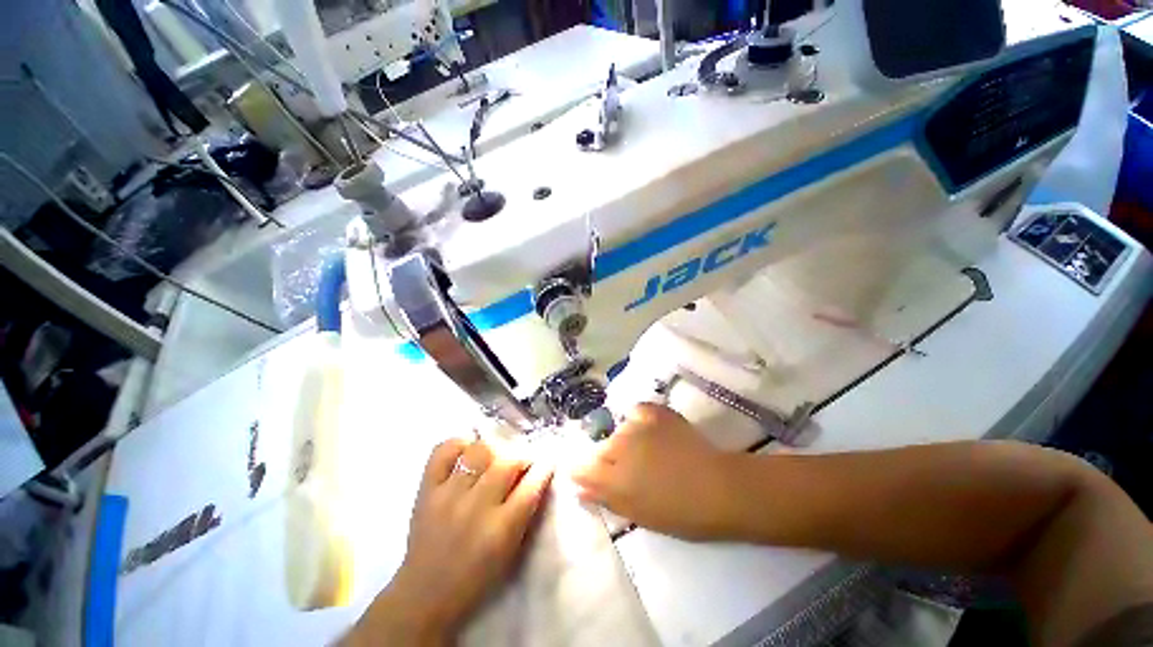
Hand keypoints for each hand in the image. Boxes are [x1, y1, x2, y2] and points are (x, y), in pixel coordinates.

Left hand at [349, 438, 552, 645]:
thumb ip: (525, 510)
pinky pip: (443, 451)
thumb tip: (538, 474)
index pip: (531, 486)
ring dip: (493, 450)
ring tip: (493, 458)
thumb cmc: (476, 576)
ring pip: (479, 451)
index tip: (548, 459)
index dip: (544, 467)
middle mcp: (476, 507)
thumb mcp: (510, 550)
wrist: (425, 593)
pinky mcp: (427, 490)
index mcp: (501, 529)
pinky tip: (466, 452)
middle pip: (507, 463)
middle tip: (521, 461)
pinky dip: (458, 445)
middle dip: (520, 457)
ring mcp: (448, 495)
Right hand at [570, 403, 741, 540]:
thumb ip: (605, 499)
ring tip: (650, 451)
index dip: (585, 474)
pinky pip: (636, 412)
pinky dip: (639, 420)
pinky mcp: (654, 412)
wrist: (718, 488)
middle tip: (635, 471)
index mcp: (612, 478)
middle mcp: (618, 447)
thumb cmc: (680, 513)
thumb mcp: (638, 515)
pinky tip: (650, 430)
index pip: (581, 469)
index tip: (596, 479)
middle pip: (601, 449)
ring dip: (627, 441)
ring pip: (619, 431)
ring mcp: (636, 426)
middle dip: (611, 461)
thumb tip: (579, 488)